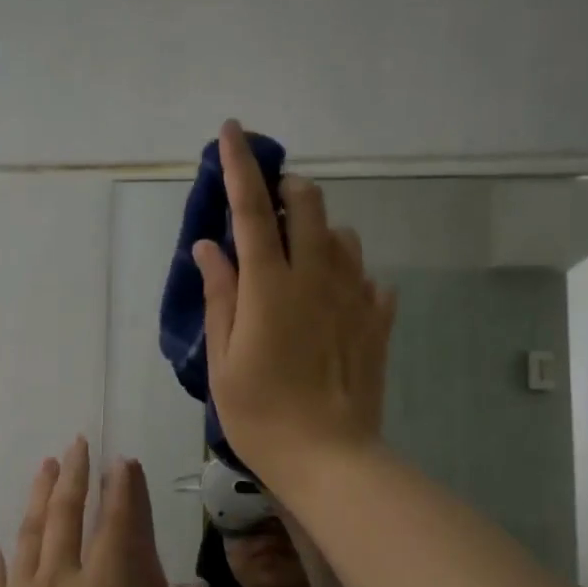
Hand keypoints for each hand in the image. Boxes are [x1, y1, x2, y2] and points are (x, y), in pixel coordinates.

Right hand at [193, 119, 397, 491]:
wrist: (329, 457)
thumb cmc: (261, 413)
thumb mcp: (223, 360)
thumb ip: (219, 296)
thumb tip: (209, 247)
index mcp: (271, 285)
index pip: (250, 210)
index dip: (240, 167)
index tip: (232, 129)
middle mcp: (317, 277)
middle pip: (308, 206)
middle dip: (287, 190)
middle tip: (269, 206)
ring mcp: (355, 297)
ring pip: (342, 236)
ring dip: (318, 230)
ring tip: (299, 256)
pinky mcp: (378, 321)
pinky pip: (367, 277)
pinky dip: (347, 273)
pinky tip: (335, 298)